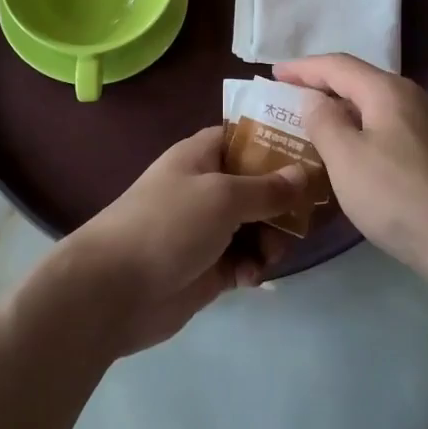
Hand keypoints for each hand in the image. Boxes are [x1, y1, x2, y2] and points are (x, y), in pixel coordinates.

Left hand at [56, 127, 304, 356]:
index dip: (278, 143)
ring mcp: (207, 228)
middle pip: (259, 184)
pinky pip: (245, 259)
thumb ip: (267, 188)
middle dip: (283, 202)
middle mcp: (206, 187)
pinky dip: (253, 267)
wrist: (113, 291)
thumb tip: (304, 173)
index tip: (314, 155)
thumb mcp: (222, 197)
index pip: (246, 137)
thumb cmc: (167, 225)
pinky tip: (250, 278)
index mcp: (201, 156)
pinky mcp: (209, 267)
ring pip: (257, 225)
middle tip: (305, 218)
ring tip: (268, 256)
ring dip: (270, 240)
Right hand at [273, 54, 427, 292]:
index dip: (303, 68)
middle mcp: (421, 97)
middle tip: (296, 102)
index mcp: (391, 92)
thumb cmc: (400, 199)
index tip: (274, 73)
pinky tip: (370, 158)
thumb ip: (324, 122)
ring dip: (353, 113)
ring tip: (328, 130)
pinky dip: (376, 133)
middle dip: (328, 89)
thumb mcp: (346, 160)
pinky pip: (404, 130)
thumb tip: (315, 98)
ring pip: (386, 108)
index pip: (338, 65)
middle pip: (365, 83)